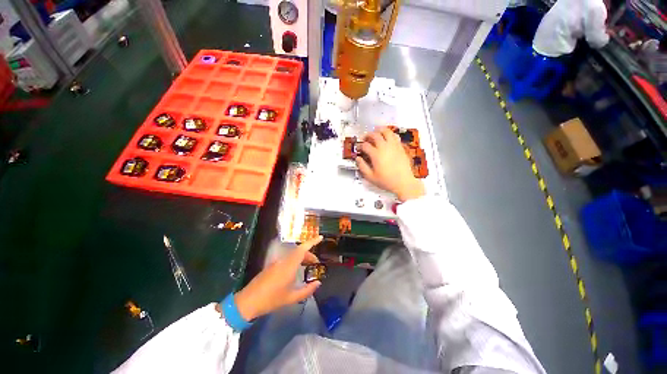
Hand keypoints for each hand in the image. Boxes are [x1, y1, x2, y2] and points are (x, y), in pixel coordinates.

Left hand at [233, 236, 322, 320]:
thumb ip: (307, 290)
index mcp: (289, 265)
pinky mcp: (271, 266)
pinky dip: (295, 261)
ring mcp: (276, 262)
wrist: (248, 302)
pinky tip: (296, 271)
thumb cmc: (271, 299)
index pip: (303, 249)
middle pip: (299, 251)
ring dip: (302, 257)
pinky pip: (287, 259)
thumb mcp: (291, 298)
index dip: (312, 241)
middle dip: (309, 254)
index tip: (320, 237)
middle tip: (316, 263)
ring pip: (293, 255)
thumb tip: (318, 283)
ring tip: (308, 266)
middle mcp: (283, 260)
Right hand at [356, 127, 425, 201]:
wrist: (403, 182)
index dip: (360, 146)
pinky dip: (389, 134)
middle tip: (365, 138)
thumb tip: (358, 158)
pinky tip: (387, 137)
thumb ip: (362, 167)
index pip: (365, 145)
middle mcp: (384, 147)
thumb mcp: (370, 177)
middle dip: (367, 135)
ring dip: (379, 130)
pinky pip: (395, 136)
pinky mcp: (400, 147)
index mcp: (376, 155)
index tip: (358, 148)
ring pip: (386, 131)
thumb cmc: (386, 181)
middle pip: (374, 135)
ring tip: (376, 132)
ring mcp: (394, 146)